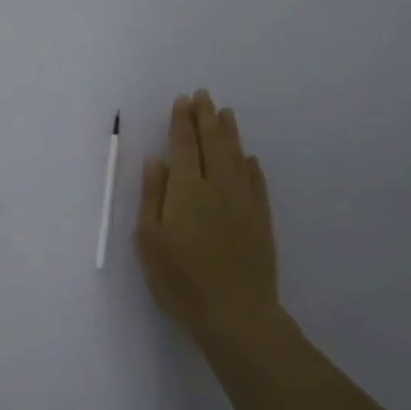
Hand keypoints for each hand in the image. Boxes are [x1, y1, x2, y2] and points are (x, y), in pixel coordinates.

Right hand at [135, 91, 281, 347]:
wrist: (235, 313)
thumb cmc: (181, 280)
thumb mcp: (150, 240)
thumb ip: (153, 196)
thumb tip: (157, 161)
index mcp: (187, 190)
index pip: (183, 146)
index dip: (182, 122)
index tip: (182, 101)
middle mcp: (218, 187)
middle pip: (212, 144)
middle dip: (206, 118)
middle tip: (203, 96)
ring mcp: (244, 202)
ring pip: (237, 157)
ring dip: (229, 133)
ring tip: (225, 113)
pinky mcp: (261, 219)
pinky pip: (256, 182)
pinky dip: (251, 165)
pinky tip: (249, 158)